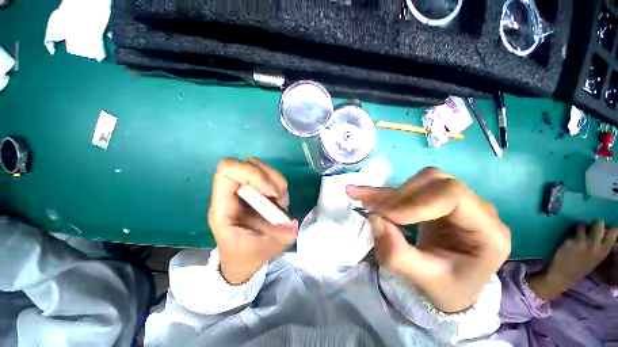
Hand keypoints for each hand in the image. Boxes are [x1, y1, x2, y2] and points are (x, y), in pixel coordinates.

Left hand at [208, 158, 297, 284]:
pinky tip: (280, 201)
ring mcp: (245, 190)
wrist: (241, 259)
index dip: (252, 174)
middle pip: (248, 164)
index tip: (270, 193)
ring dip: (276, 181)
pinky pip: (269, 176)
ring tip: (279, 202)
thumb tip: (292, 222)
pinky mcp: (256, 190)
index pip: (228, 171)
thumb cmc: (245, 256)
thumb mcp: (263, 250)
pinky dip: (279, 185)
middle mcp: (232, 194)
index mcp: (224, 207)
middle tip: (277, 198)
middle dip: (269, 178)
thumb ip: (280, 236)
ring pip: (260, 167)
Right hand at [347, 167, 510, 311]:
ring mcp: (455, 201)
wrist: (451, 286)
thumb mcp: (425, 281)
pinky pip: (409, 189)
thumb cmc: (447, 288)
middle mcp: (476, 208)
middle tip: (372, 209)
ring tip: (364, 200)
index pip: (452, 195)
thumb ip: (399, 255)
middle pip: (434, 182)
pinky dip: (385, 193)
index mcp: (487, 231)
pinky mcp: (435, 200)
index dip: (415, 202)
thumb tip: (375, 220)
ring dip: (390, 193)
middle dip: (399, 196)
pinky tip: (362, 193)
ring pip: (419, 181)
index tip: (386, 217)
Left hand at [528, 221, 617, 300]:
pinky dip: (570, 231)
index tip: (603, 230)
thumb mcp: (596, 258)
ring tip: (577, 233)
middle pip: (598, 223)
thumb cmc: (579, 267)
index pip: (614, 232)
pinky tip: (568, 237)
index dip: (608, 227)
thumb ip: (600, 246)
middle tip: (589, 228)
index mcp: (603, 251)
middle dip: (594, 223)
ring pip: (583, 223)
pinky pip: (571, 230)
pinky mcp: (569, 241)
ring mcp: (582, 242)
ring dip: (580, 226)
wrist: (562, 276)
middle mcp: (595, 245)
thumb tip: (604, 231)